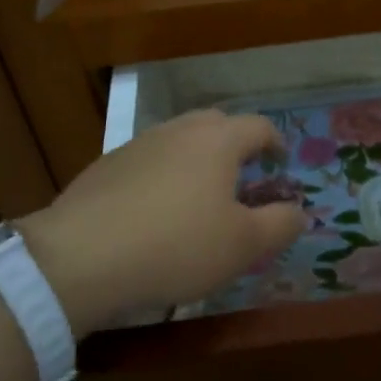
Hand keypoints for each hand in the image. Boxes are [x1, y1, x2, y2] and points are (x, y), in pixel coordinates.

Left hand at [18, 110, 307, 333]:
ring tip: (200, 195)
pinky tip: (157, 211)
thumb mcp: (244, 245)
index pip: (259, 126)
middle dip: (236, 144)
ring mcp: (138, 145)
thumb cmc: (177, 247)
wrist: (81, 258)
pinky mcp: (106, 167)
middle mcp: (179, 130)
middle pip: (217, 123)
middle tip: (243, 177)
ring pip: (179, 140)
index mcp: (218, 141)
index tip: (281, 165)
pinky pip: (149, 161)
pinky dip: (164, 175)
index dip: (276, 143)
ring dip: (198, 159)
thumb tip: (299, 211)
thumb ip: (281, 224)